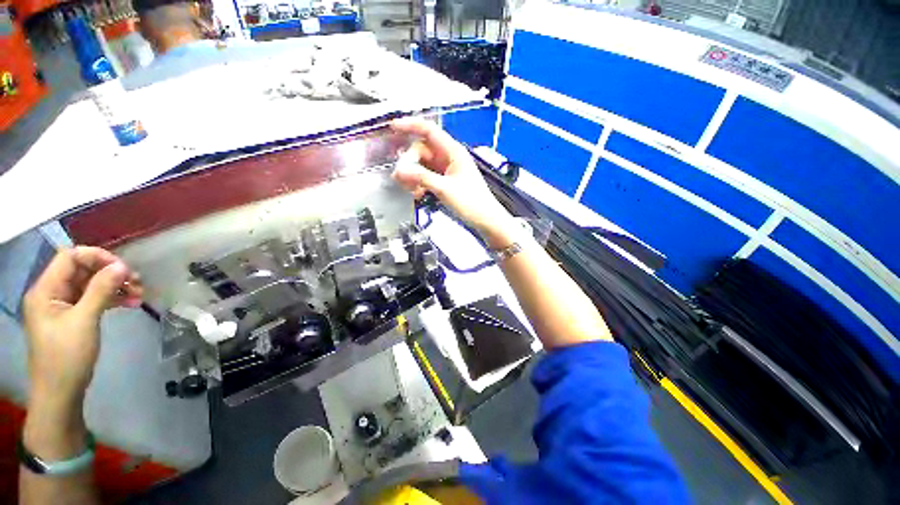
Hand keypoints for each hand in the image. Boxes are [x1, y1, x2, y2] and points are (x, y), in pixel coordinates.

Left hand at [23, 247, 142, 403]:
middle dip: (111, 273)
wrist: (60, 392)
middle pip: (82, 270)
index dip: (97, 257)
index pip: (70, 257)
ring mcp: (62, 306)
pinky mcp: (72, 317)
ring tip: (138, 295)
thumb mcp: (84, 321)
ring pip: (91, 285)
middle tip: (137, 282)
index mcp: (46, 290)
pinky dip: (111, 298)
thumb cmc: (67, 356)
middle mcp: (52, 293)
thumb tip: (121, 266)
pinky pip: (93, 299)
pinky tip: (129, 303)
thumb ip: (100, 290)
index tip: (124, 269)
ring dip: (115, 287)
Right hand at [391, 118, 516, 247]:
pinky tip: (418, 194)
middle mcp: (449, 157)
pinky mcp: (445, 181)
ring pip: (422, 165)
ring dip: (413, 175)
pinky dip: (420, 183)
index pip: (429, 130)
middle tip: (401, 178)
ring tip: (409, 189)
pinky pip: (427, 176)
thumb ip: (421, 178)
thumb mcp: (444, 189)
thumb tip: (399, 171)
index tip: (392, 127)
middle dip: (409, 162)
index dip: (410, 126)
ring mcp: (447, 169)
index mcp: (453, 151)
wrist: (485, 219)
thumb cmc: (471, 202)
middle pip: (421, 150)